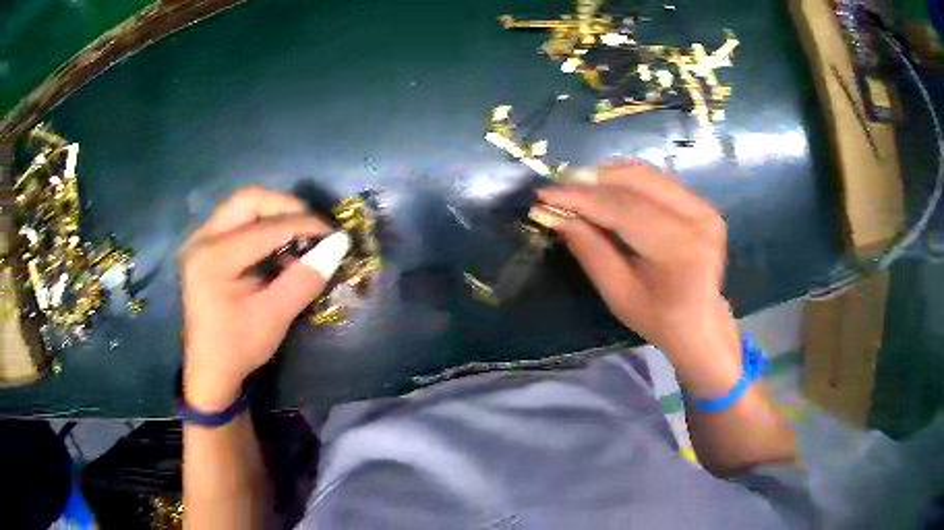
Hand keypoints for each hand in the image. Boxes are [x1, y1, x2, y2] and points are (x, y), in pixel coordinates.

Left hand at [179, 187, 332, 411]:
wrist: (210, 369)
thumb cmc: (239, 348)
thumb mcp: (275, 317)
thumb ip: (305, 278)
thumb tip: (339, 244)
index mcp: (214, 258)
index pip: (268, 227)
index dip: (306, 225)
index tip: (336, 234)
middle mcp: (202, 238)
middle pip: (250, 200)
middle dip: (287, 208)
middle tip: (313, 229)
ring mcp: (200, 239)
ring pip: (244, 206)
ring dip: (275, 216)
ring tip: (298, 239)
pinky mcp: (204, 245)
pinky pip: (237, 220)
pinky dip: (263, 226)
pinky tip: (278, 249)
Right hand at [539, 163, 740, 394]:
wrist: (701, 324)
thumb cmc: (658, 319)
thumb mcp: (618, 293)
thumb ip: (589, 249)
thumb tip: (553, 215)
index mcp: (682, 249)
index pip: (625, 210)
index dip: (581, 198)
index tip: (544, 194)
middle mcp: (699, 218)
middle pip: (637, 181)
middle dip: (591, 180)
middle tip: (557, 186)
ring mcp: (703, 206)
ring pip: (645, 174)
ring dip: (606, 176)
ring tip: (574, 186)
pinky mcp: (701, 202)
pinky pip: (656, 181)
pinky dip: (625, 181)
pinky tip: (602, 189)